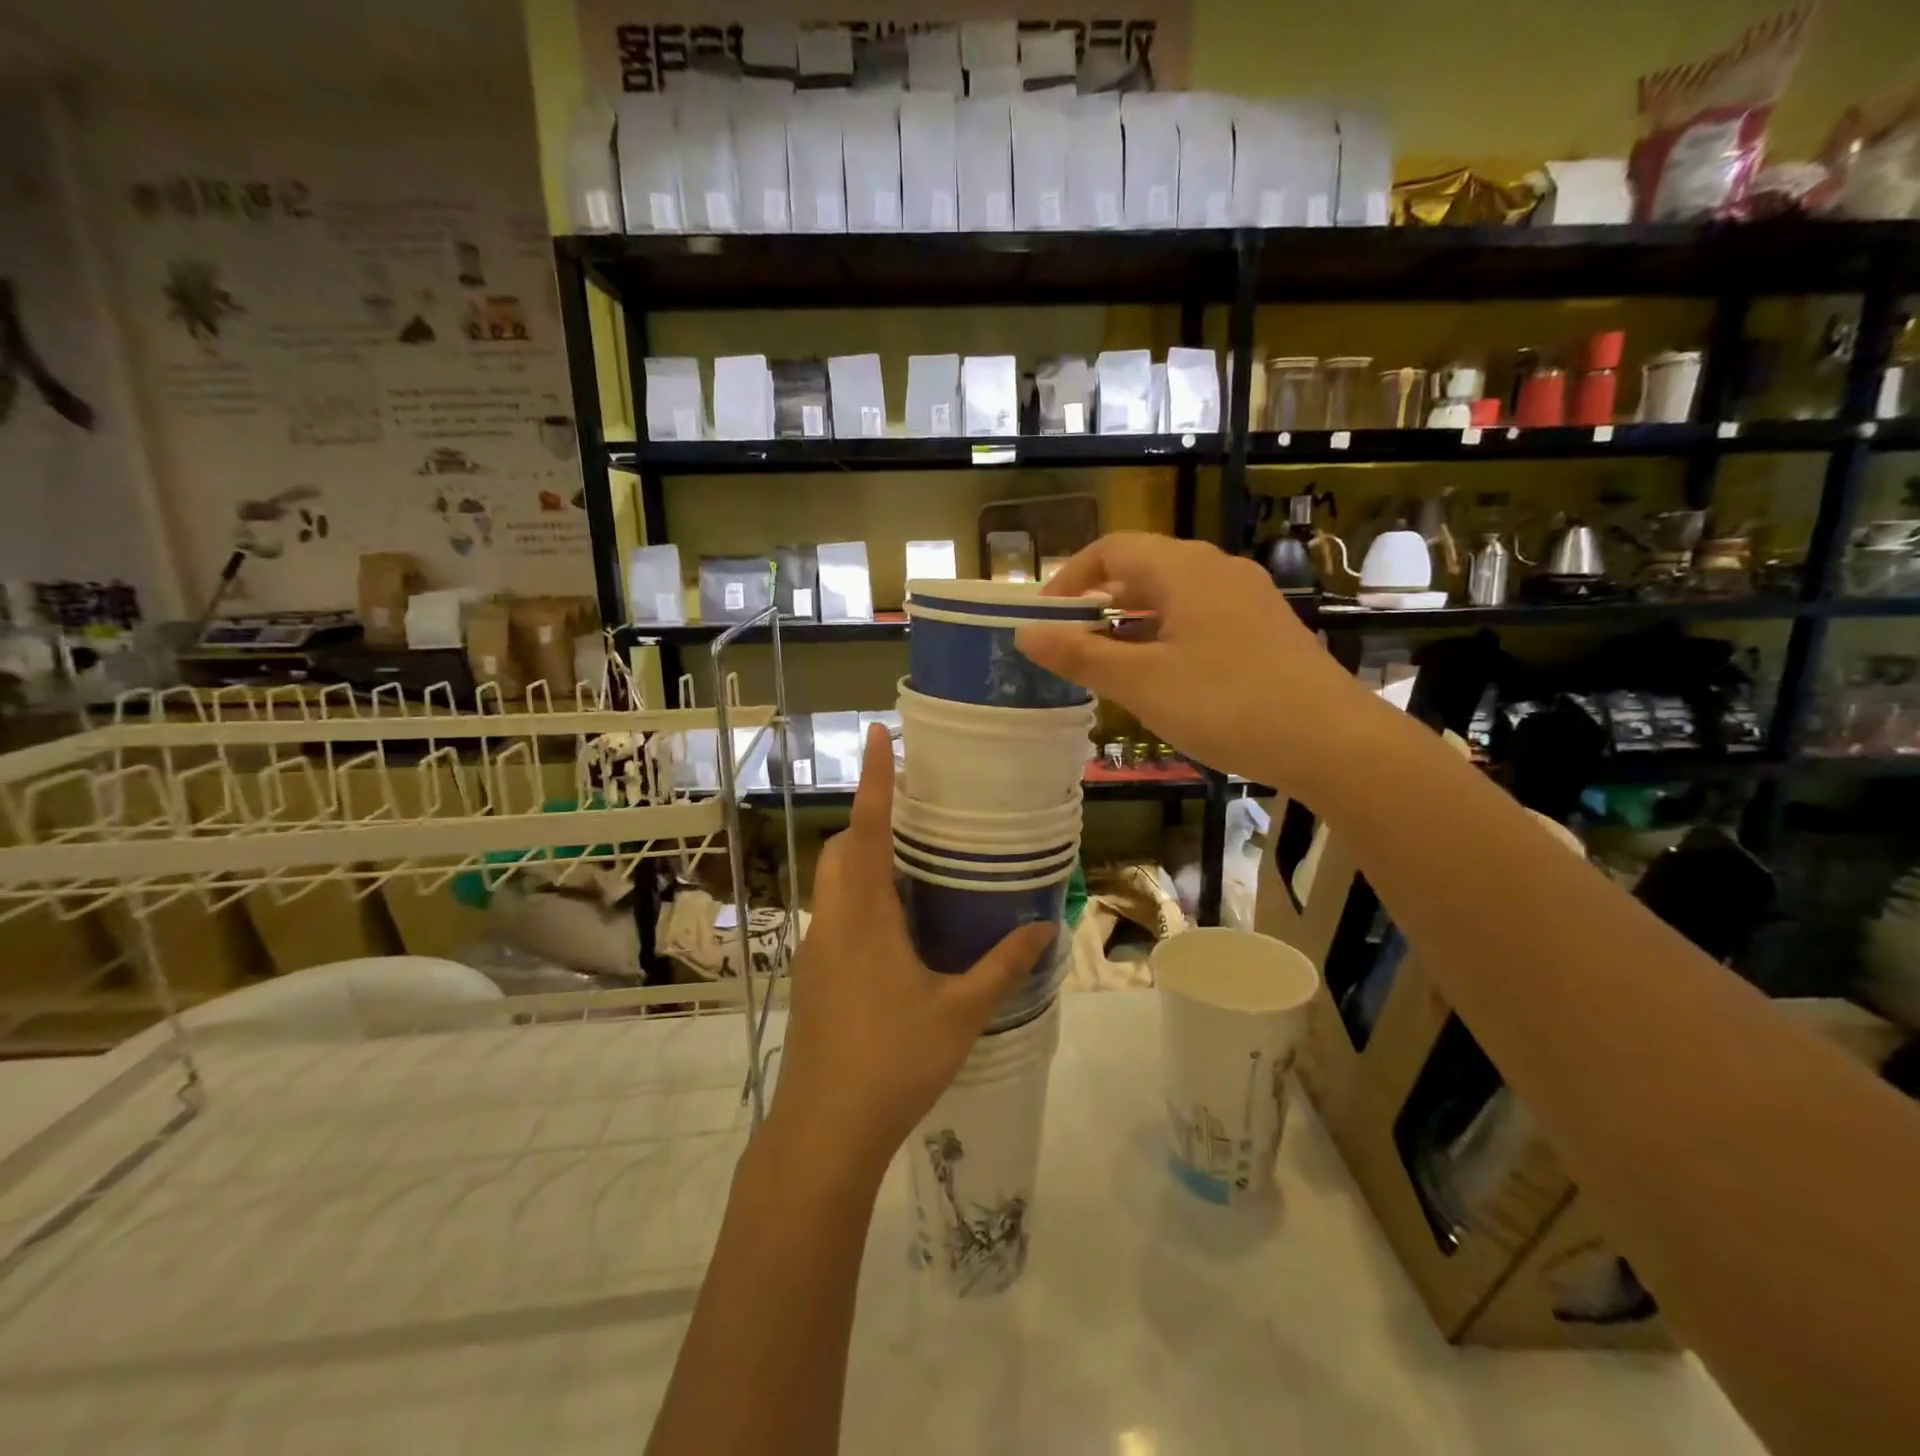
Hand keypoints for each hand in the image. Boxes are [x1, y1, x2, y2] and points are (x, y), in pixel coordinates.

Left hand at [768, 724, 1054, 1181]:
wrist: (824, 1130)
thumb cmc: (893, 1062)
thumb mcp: (960, 1013)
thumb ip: (1002, 966)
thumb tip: (1044, 930)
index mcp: (864, 916)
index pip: (867, 829)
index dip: (874, 780)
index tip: (878, 735)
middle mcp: (832, 921)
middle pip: (842, 849)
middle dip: (870, 819)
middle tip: (913, 812)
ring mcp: (816, 949)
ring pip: (835, 882)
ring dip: (864, 859)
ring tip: (911, 861)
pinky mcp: (813, 975)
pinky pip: (836, 914)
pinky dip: (861, 896)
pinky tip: (897, 927)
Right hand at [1017, 532, 1375, 792]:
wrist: (1332, 741)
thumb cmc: (1227, 703)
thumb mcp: (1142, 683)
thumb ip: (1081, 656)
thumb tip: (1026, 634)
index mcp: (1185, 570)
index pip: (1112, 549)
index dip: (1071, 577)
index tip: (1045, 616)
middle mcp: (1218, 571)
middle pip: (1143, 570)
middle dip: (1099, 602)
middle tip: (1070, 644)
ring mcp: (1247, 600)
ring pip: (1173, 597)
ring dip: (1132, 623)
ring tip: (1108, 665)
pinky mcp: (1265, 630)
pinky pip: (1200, 618)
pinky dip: (1166, 637)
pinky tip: (1162, 677)